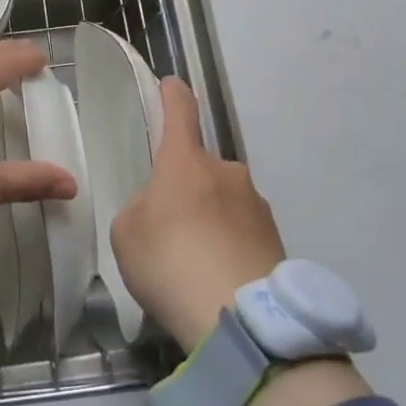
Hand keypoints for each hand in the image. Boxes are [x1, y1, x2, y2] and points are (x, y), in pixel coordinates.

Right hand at [109, 78, 284, 350]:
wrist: (240, 320)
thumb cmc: (170, 261)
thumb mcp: (127, 233)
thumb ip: (141, 210)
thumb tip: (163, 211)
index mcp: (185, 161)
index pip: (180, 111)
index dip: (172, 95)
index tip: (170, 85)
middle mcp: (226, 172)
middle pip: (201, 168)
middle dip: (187, 188)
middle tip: (170, 228)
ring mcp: (257, 205)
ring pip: (225, 201)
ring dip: (211, 219)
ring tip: (196, 264)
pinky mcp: (278, 241)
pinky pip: (243, 234)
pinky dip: (230, 247)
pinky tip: (218, 280)